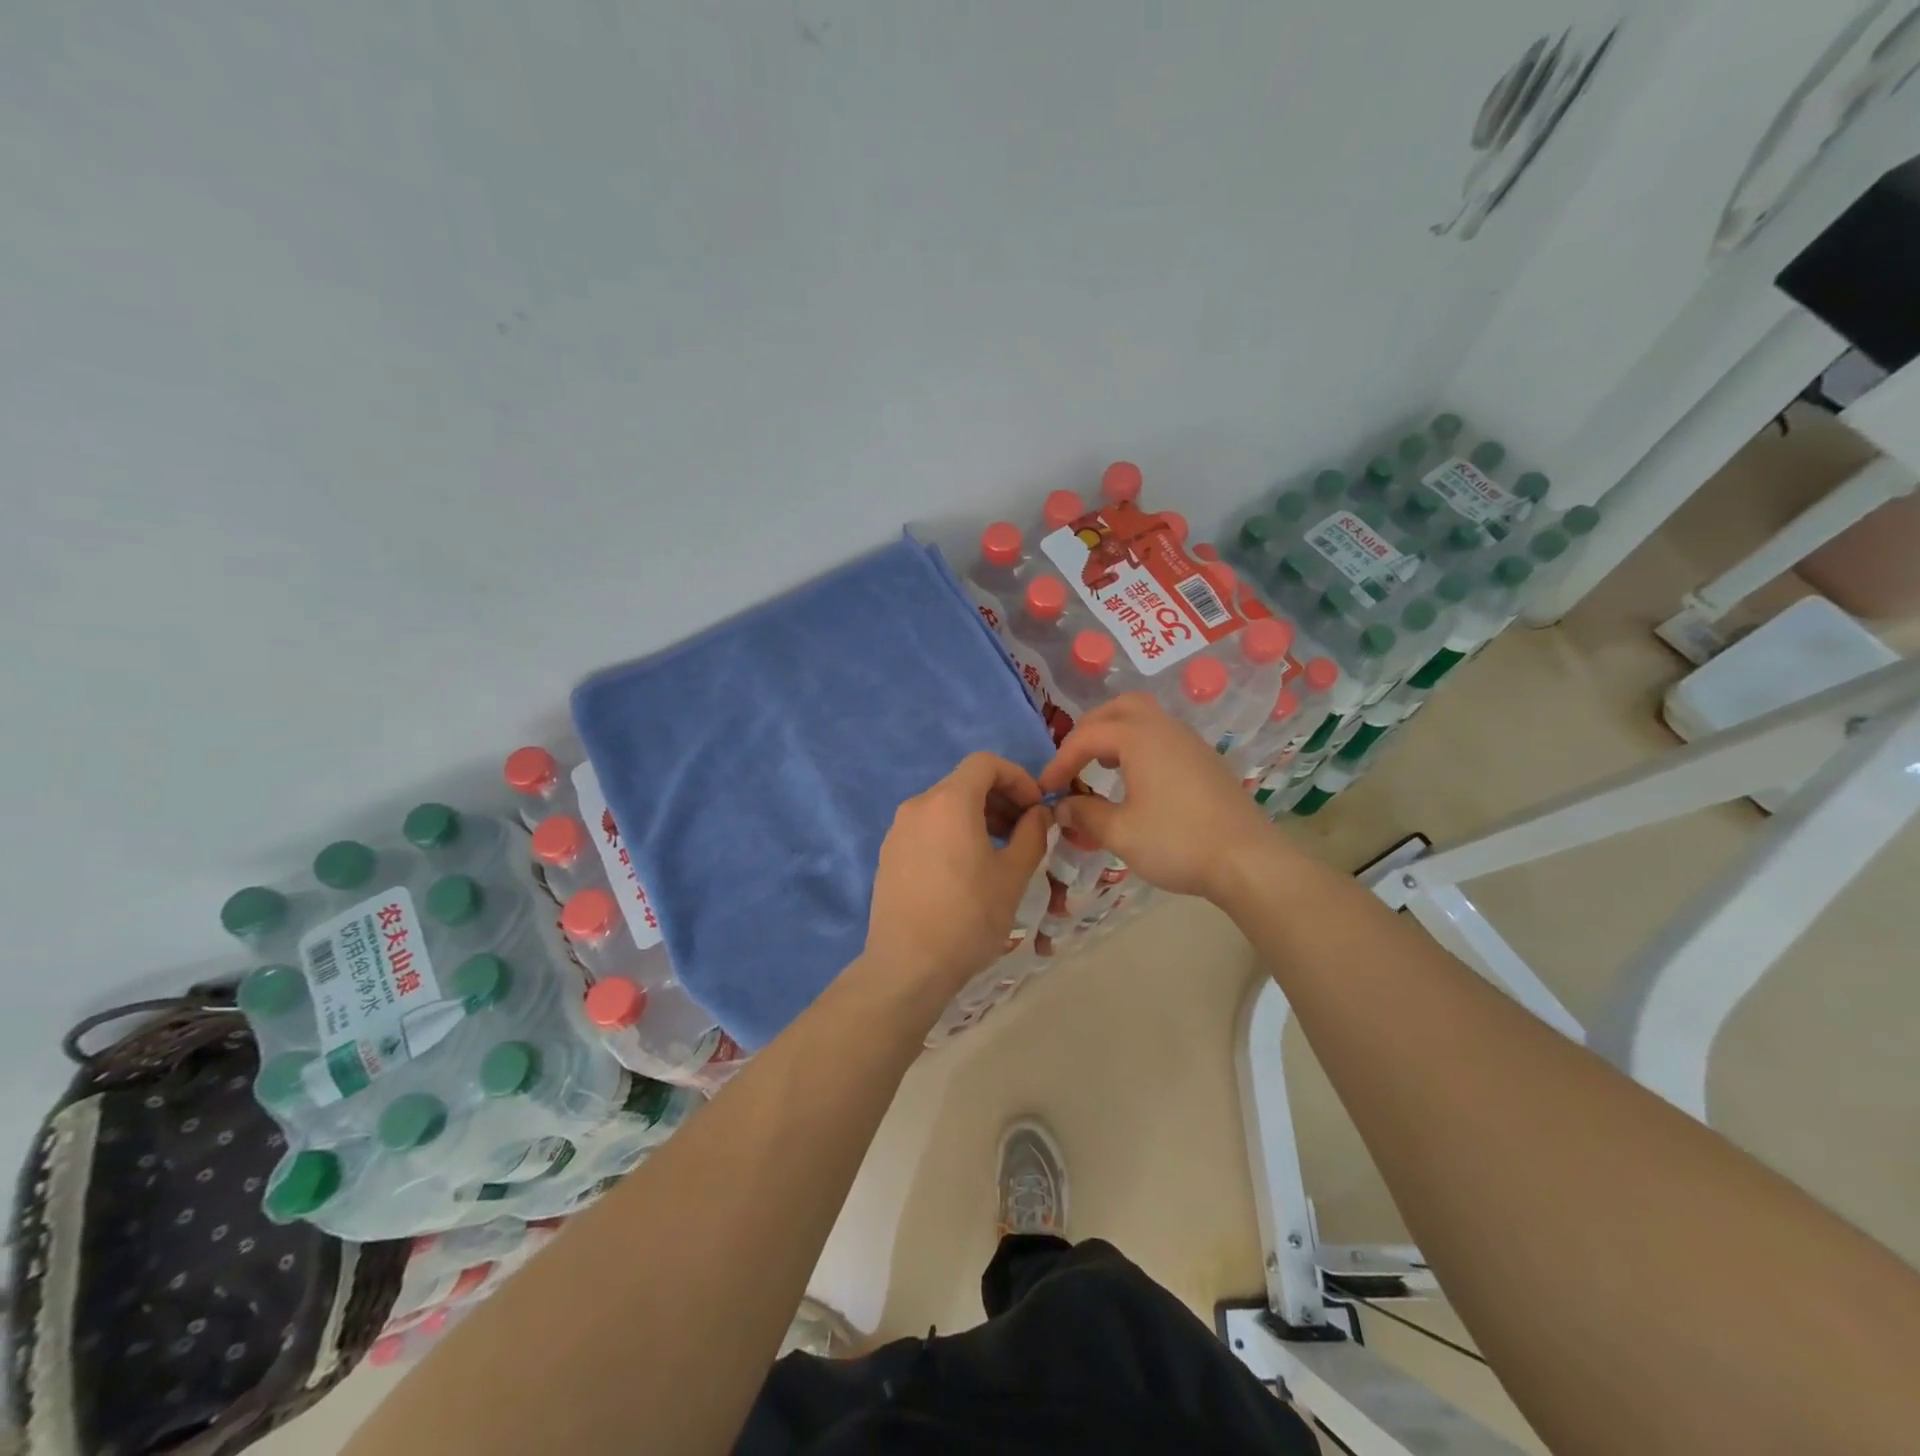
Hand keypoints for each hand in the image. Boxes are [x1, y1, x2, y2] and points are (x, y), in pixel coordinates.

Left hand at [864, 752, 1050, 1001]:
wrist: (907, 966)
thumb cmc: (968, 917)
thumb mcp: (1013, 875)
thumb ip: (1031, 834)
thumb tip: (1039, 814)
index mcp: (949, 802)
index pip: (985, 763)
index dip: (1017, 777)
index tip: (1035, 808)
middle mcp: (918, 805)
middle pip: (964, 783)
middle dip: (999, 798)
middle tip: (1024, 831)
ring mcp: (898, 830)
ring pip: (944, 806)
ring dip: (977, 816)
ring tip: (999, 852)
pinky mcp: (889, 854)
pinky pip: (927, 828)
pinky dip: (952, 832)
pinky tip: (966, 869)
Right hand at [1040, 693, 1280, 899]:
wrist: (1248, 861)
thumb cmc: (1177, 842)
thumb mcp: (1120, 833)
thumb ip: (1085, 814)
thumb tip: (1062, 806)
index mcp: (1140, 738)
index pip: (1087, 736)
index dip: (1060, 760)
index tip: (1046, 788)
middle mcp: (1165, 729)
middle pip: (1120, 708)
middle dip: (1090, 729)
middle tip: (1073, 759)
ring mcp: (1191, 742)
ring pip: (1146, 718)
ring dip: (1117, 734)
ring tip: (1100, 766)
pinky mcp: (1206, 761)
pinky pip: (1164, 737)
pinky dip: (1140, 746)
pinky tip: (1136, 780)